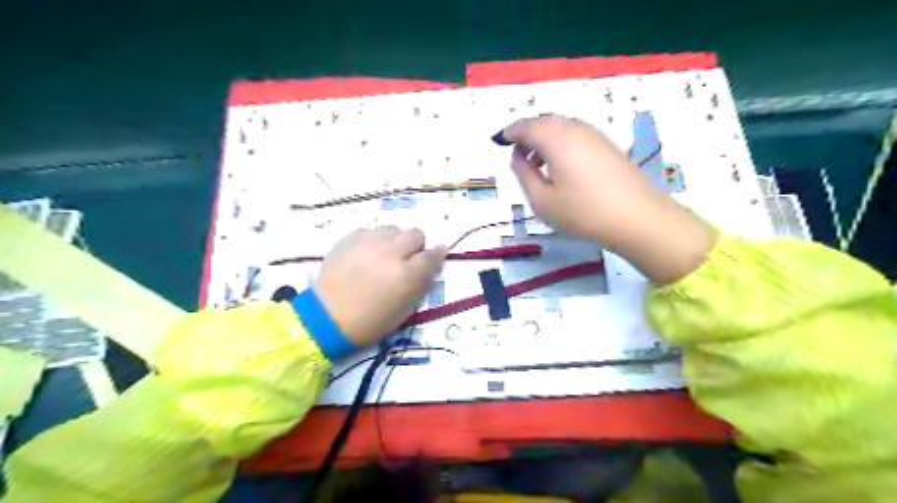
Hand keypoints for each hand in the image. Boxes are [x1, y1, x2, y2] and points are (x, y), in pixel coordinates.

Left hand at [312, 225, 446, 345]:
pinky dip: (374, 240)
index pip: (431, 255)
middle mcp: (390, 253)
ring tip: (384, 256)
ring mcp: (368, 243)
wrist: (325, 318)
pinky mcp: (349, 239)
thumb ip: (421, 284)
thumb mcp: (404, 310)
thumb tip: (432, 266)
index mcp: (406, 275)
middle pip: (415, 234)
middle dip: (415, 245)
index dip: (437, 254)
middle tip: (406, 259)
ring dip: (395, 241)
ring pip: (393, 229)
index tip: (437, 255)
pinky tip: (367, 255)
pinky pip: (371, 231)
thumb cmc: (369, 322)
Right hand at [497, 114, 715, 284]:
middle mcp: (575, 129)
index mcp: (556, 139)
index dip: (510, 133)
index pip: (526, 126)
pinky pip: (576, 135)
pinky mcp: (607, 145)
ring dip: (545, 140)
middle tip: (518, 156)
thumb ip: (523, 175)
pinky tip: (561, 167)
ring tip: (538, 165)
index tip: (500, 142)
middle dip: (527, 135)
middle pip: (545, 122)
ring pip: (561, 128)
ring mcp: (595, 135)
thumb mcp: (542, 200)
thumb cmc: (583, 212)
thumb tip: (517, 158)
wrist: (637, 218)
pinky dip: (561, 144)